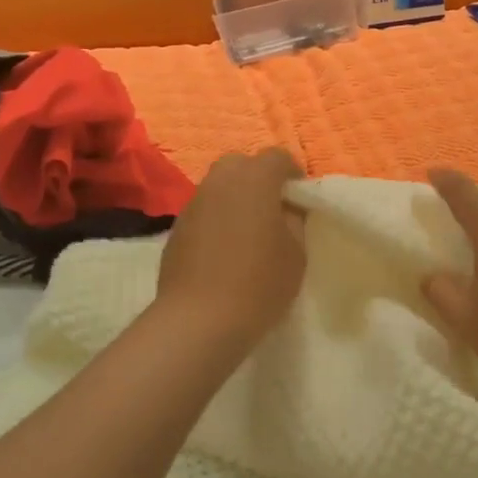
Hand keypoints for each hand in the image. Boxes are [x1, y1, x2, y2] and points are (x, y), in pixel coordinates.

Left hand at [156, 148, 306, 348]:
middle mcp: (220, 181)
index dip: (293, 173)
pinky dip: (217, 219)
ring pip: (219, 186)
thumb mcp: (297, 253)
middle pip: (242, 164)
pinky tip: (224, 250)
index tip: (301, 197)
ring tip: (249, 230)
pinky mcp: (177, 228)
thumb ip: (295, 220)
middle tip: (273, 209)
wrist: (199, 319)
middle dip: (259, 179)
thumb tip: (287, 208)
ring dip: (235, 198)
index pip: (278, 157)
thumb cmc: (259, 283)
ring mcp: (194, 203)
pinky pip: (204, 211)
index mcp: (254, 179)